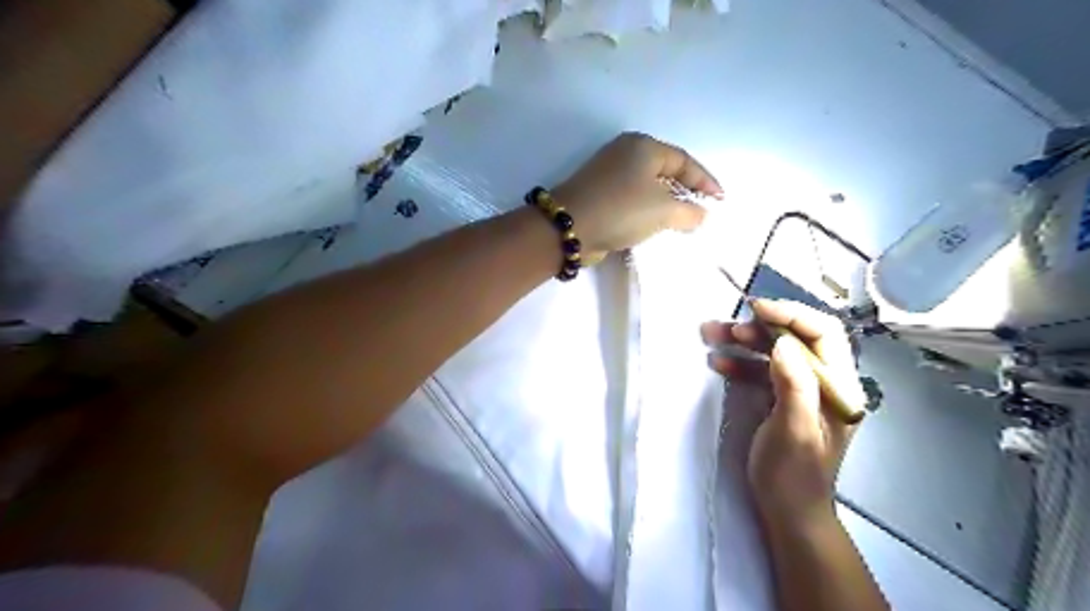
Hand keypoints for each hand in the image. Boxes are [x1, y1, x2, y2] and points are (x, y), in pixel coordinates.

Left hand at [555, 130, 720, 260]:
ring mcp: (609, 173)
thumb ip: (689, 212)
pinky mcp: (599, 194)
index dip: (704, 181)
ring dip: (666, 204)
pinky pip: (632, 199)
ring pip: (648, 187)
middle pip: (665, 171)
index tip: (720, 200)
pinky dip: (647, 211)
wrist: (570, 227)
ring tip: (683, 222)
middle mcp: (625, 153)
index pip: (683, 161)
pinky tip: (655, 226)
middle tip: (703, 210)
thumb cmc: (621, 210)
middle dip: (686, 191)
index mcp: (643, 146)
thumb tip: (700, 215)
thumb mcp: (663, 210)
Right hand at [704, 298, 863, 525]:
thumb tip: (783, 342)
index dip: (792, 315)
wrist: (788, 511)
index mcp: (840, 387)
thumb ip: (794, 385)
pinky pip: (762, 370)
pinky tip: (717, 362)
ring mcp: (802, 390)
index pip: (824, 333)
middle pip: (797, 337)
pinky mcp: (782, 398)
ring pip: (775, 351)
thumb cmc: (793, 475)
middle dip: (761, 327)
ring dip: (744, 342)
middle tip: (727, 327)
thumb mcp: (794, 431)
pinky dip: (740, 362)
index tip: (756, 309)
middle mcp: (825, 382)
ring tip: (711, 335)